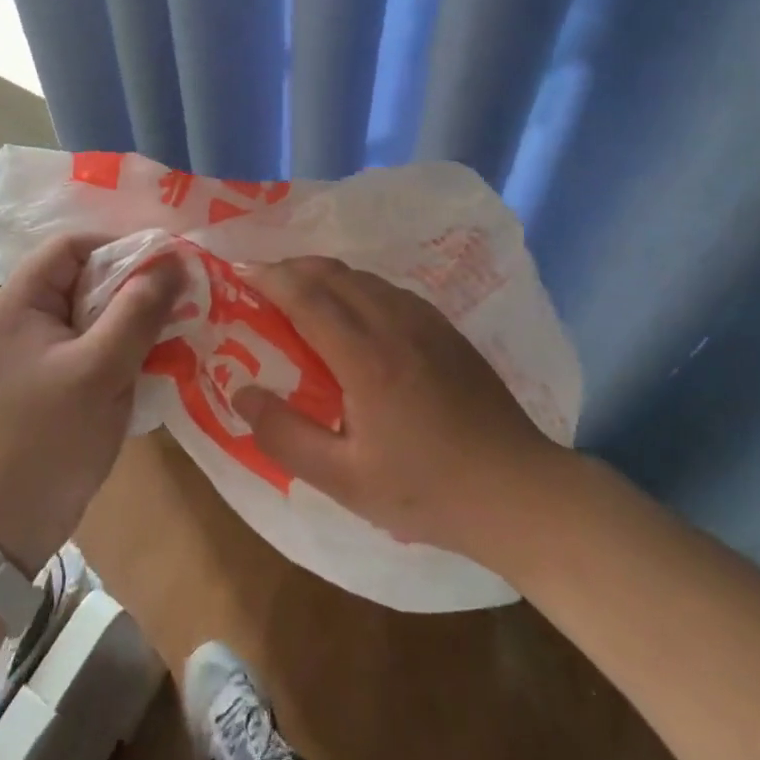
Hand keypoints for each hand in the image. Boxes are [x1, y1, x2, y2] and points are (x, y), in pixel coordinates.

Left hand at [0, 235, 183, 572]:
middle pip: (85, 277)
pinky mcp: (50, 378)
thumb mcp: (101, 369)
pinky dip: (124, 345)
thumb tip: (175, 260)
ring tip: (177, 326)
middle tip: (182, 296)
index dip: (121, 245)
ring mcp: (36, 350)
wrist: (6, 526)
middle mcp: (24, 316)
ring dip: (134, 317)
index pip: (73, 246)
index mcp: (20, 302)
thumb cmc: (49, 439)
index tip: (169, 262)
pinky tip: (157, 358)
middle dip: (134, 284)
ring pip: (94, 312)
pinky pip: (92, 343)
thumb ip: (138, 311)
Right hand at [232, 257, 569, 564]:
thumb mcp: (345, 480)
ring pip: (362, 277)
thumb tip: (241, 392)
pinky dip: (355, 287)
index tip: (240, 273)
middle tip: (262, 282)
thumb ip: (285, 435)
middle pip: (333, 273)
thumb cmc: (426, 491)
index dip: (269, 278)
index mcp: (366, 357)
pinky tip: (353, 313)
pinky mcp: (446, 329)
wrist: (519, 491)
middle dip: (291, 268)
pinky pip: (388, 290)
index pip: (306, 296)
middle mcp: (394, 323)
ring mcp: (426, 321)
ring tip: (300, 294)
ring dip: (324, 275)